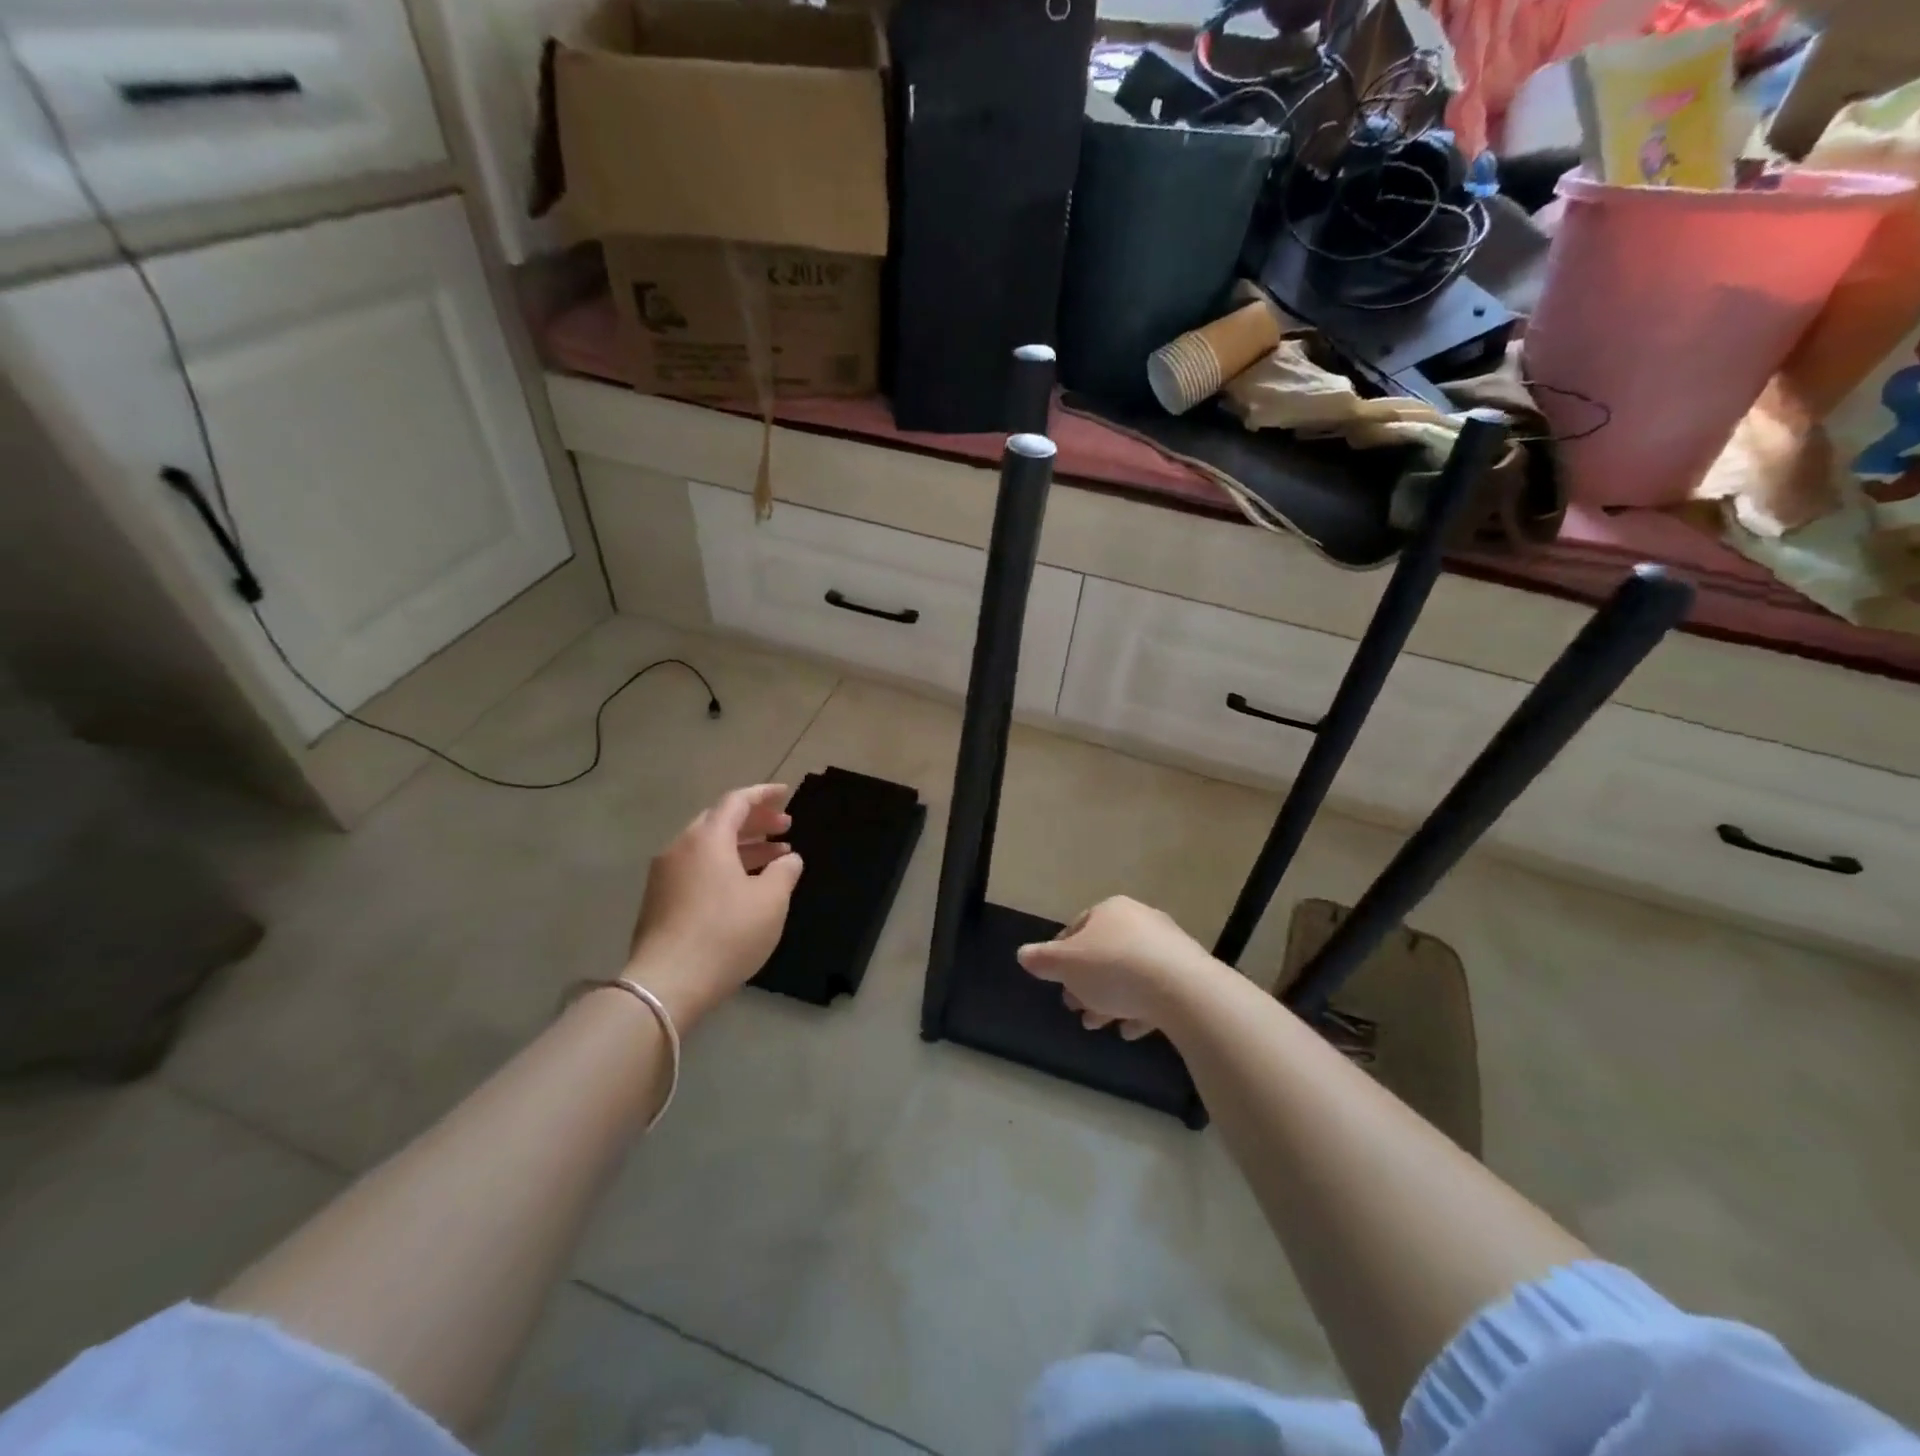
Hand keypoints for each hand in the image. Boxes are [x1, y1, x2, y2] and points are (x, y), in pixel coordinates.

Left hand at [627, 784, 803, 1022]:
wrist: (666, 984)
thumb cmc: (726, 935)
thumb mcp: (770, 901)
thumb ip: (784, 872)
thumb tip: (789, 857)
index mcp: (707, 839)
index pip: (737, 801)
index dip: (764, 795)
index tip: (786, 793)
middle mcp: (681, 848)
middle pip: (720, 821)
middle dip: (755, 821)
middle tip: (785, 827)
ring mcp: (665, 875)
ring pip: (708, 847)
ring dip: (742, 847)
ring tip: (774, 858)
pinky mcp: (659, 900)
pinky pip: (697, 868)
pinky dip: (724, 866)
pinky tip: (745, 885)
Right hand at [1016, 896, 1221, 1038]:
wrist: (1182, 989)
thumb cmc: (1114, 967)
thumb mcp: (1066, 965)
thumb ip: (1042, 959)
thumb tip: (1022, 954)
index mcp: (1110, 910)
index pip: (1077, 928)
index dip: (1062, 957)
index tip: (1056, 983)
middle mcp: (1140, 920)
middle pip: (1104, 953)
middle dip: (1086, 983)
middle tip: (1076, 1009)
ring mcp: (1167, 946)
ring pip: (1129, 974)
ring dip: (1110, 1000)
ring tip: (1098, 1025)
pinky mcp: (1187, 973)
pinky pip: (1155, 990)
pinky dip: (1139, 1008)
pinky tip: (1130, 1030)